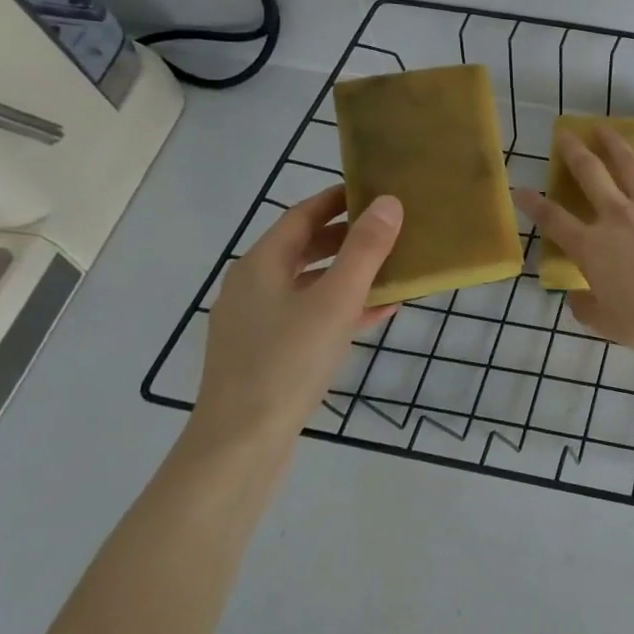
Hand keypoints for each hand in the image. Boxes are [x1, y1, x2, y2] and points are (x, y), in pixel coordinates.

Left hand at [192, 186, 401, 447]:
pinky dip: (341, 306)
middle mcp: (253, 285)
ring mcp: (257, 321)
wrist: (240, 444)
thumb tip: (388, 202)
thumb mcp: (335, 300)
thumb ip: (364, 250)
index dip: (339, 198)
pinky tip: (378, 314)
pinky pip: (309, 314)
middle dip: (349, 235)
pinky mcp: (266, 352)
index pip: (303, 214)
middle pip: (305, 246)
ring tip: (393, 269)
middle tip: (392, 227)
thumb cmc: (288, 362)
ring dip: (350, 273)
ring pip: (310, 282)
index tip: (376, 189)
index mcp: (262, 264)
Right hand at [513, 128, 633, 351]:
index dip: (533, 204)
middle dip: (573, 152)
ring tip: (603, 129)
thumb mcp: (607, 323)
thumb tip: (574, 299)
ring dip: (614, 144)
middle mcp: (617, 217)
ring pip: (629, 165)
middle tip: (565, 134)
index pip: (554, 221)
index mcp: (592, 247)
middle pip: (590, 175)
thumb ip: (586, 308)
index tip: (520, 188)